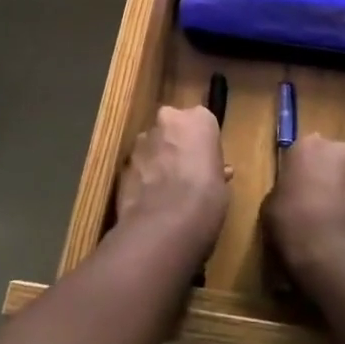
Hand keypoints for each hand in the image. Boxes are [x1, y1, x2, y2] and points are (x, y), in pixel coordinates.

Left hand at [115, 105, 229, 260]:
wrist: (164, 225)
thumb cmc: (206, 199)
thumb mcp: (221, 185)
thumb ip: (214, 170)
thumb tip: (217, 173)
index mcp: (199, 118)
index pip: (202, 123)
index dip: (202, 144)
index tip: (205, 163)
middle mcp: (168, 119)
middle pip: (173, 127)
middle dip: (176, 145)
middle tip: (184, 172)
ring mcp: (142, 140)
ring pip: (152, 145)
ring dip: (157, 160)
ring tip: (164, 191)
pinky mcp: (123, 162)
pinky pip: (137, 166)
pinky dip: (142, 177)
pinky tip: (149, 201)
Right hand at [263, 133, 344, 286]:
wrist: (336, 258)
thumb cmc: (293, 223)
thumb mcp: (270, 207)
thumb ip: (282, 193)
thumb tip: (290, 199)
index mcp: (309, 145)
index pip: (300, 153)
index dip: (295, 173)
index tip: (291, 192)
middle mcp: (340, 151)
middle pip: (329, 161)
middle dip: (323, 178)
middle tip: (310, 205)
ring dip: (340, 196)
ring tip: (327, 226)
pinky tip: (340, 237)